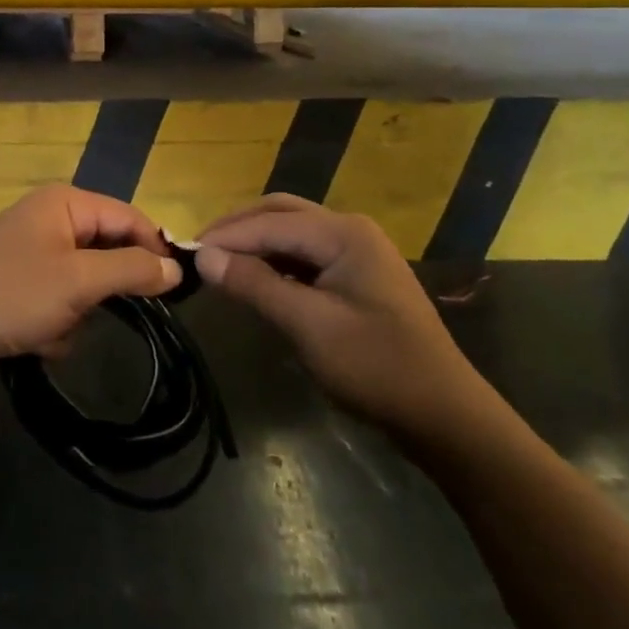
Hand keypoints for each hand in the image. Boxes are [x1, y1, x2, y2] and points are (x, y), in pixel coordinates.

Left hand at [0, 185, 179, 389]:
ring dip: (79, 313)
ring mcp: (33, 254)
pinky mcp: (21, 286)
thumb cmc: (11, 296)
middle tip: (101, 311)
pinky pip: (61, 303)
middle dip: (106, 289)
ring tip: (56, 327)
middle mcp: (49, 219)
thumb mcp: (79, 281)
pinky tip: (37, 340)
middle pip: (107, 250)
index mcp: (64, 203)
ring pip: (87, 284)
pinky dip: (57, 325)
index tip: (176, 290)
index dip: (155, 249)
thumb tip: (176, 268)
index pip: (129, 216)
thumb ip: (132, 270)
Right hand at [195, 195, 489, 446]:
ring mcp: (356, 251)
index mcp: (343, 233)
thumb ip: (255, 284)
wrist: (444, 415)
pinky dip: (274, 261)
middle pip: (279, 213)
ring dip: (254, 243)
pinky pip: (304, 255)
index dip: (225, 236)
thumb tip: (204, 256)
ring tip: (218, 264)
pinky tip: (254, 279)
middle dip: (237, 229)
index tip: (183, 253)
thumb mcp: (309, 326)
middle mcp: (349, 229)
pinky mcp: (356, 275)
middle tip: (199, 252)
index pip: (269, 223)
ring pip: (291, 232)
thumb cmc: (377, 367)